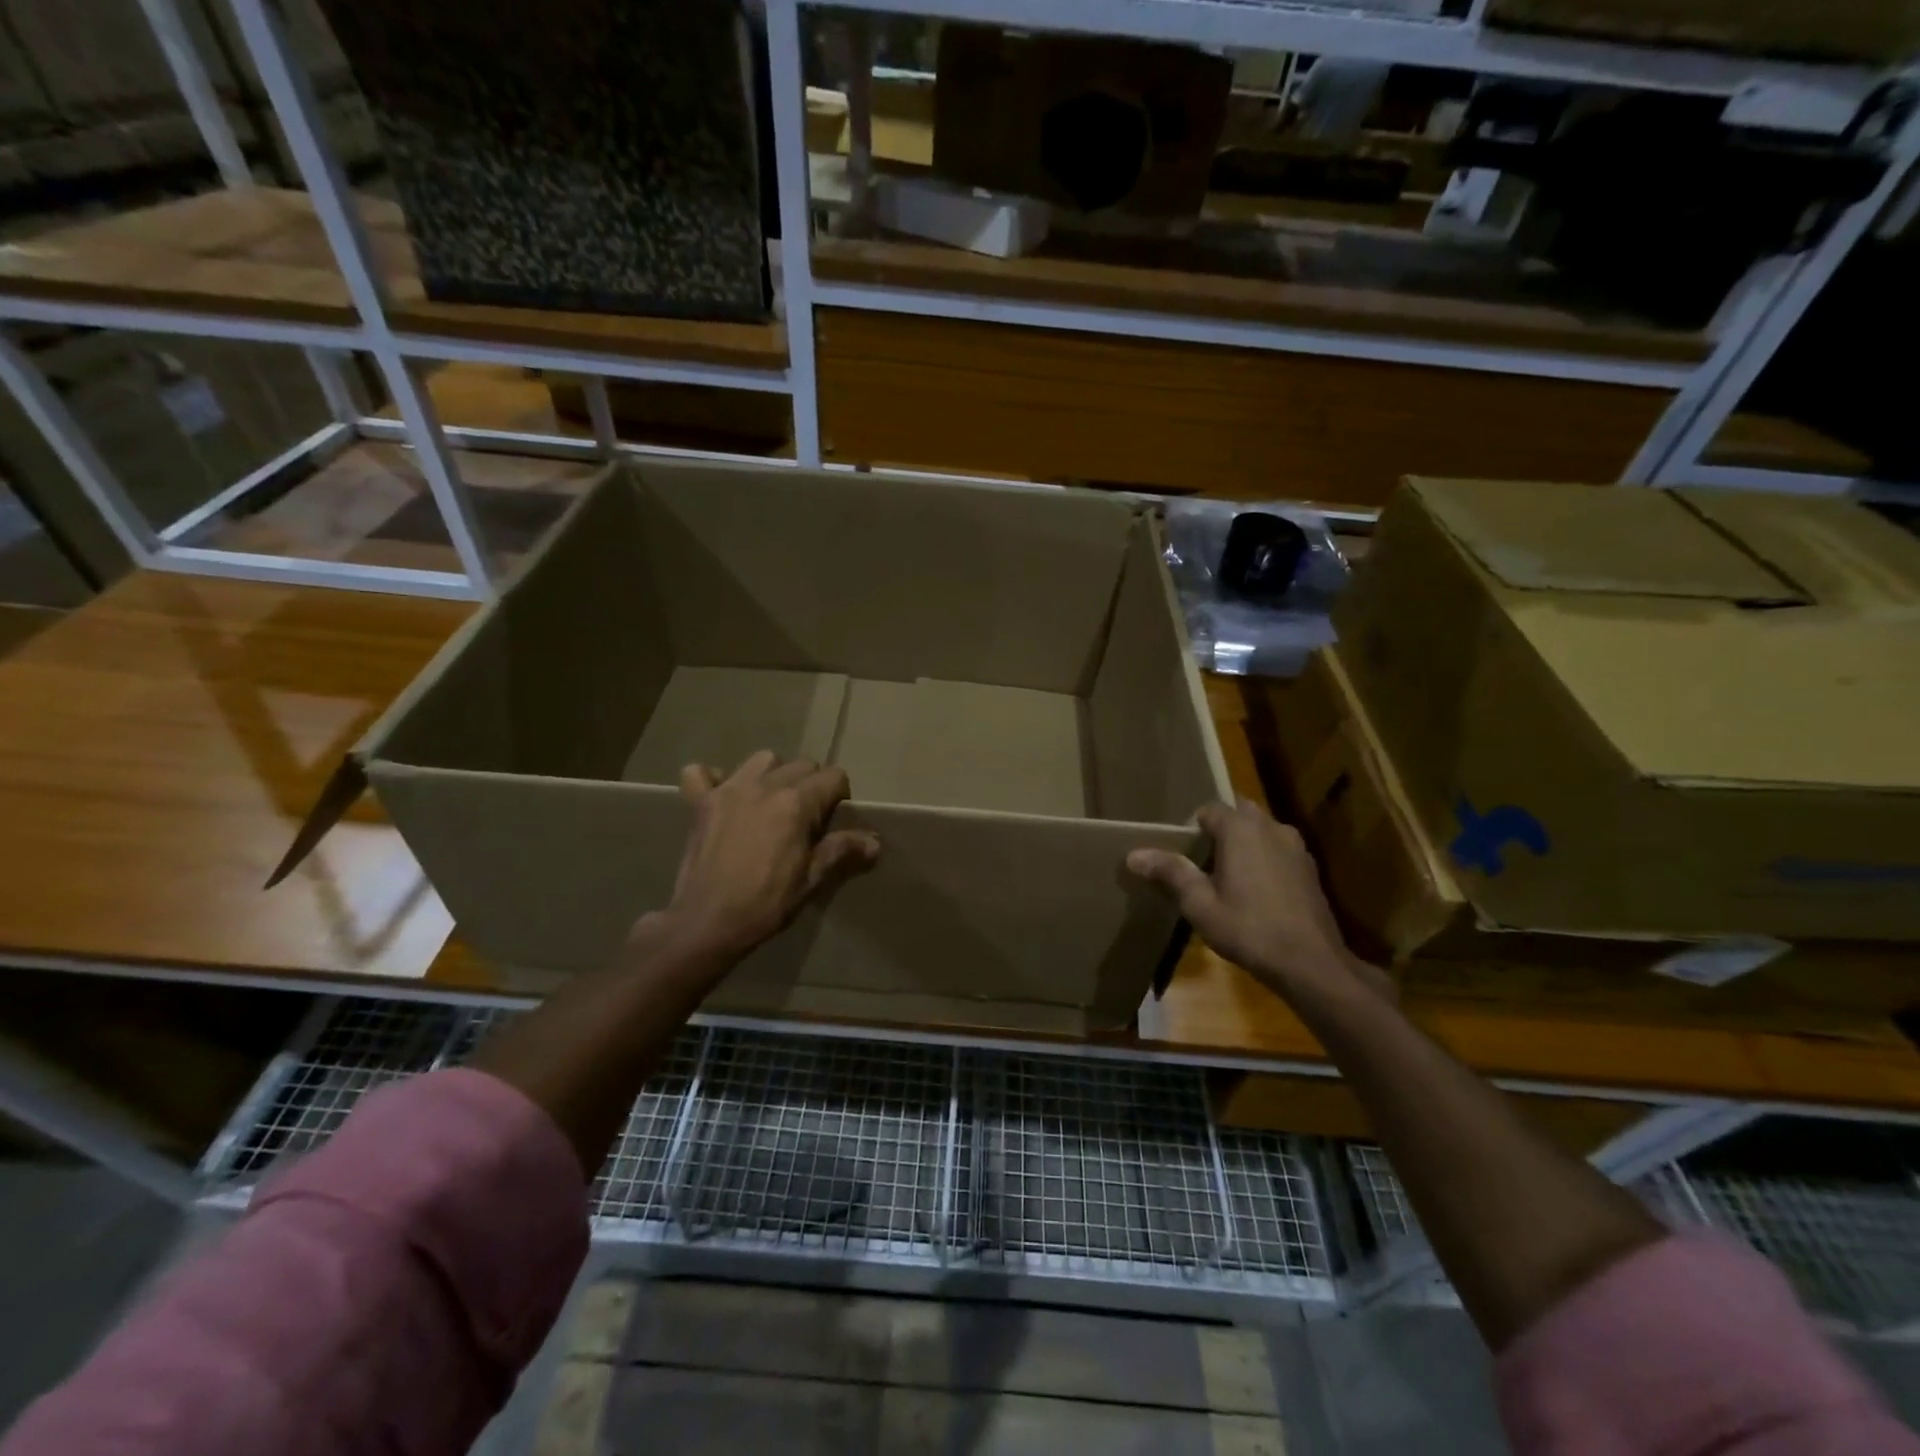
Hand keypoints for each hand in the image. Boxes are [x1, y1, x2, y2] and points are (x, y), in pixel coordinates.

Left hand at [655, 751, 879, 963]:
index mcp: (796, 803)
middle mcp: (764, 785)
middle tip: (806, 818)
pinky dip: (713, 779)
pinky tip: (723, 796)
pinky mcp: (700, 803)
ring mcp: (729, 790)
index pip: (834, 777)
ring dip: (772, 774)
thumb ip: (842, 850)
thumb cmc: (766, 903)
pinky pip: (700, 773)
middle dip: (811, 784)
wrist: (707, 923)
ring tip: (771, 802)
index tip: (833, 821)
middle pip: (802, 764)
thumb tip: (875, 842)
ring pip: (762, 760)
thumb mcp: (811, 879)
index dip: (840, 797)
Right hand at [1127, 799, 1391, 1000]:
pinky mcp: (1310, 869)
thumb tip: (1134, 855)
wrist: (1310, 963)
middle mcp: (1271, 827)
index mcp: (1241, 829)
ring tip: (1227, 875)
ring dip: (1244, 843)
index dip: (1192, 828)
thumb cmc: (1248, 929)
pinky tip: (1256, 892)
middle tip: (1201, 861)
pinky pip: (1278, 851)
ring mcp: (1296, 847)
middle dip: (1219, 830)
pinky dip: (1264, 859)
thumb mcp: (1199, 904)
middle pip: (1238, 813)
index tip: (1182, 854)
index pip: (1208, 809)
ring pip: (1261, 831)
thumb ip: (1170, 872)